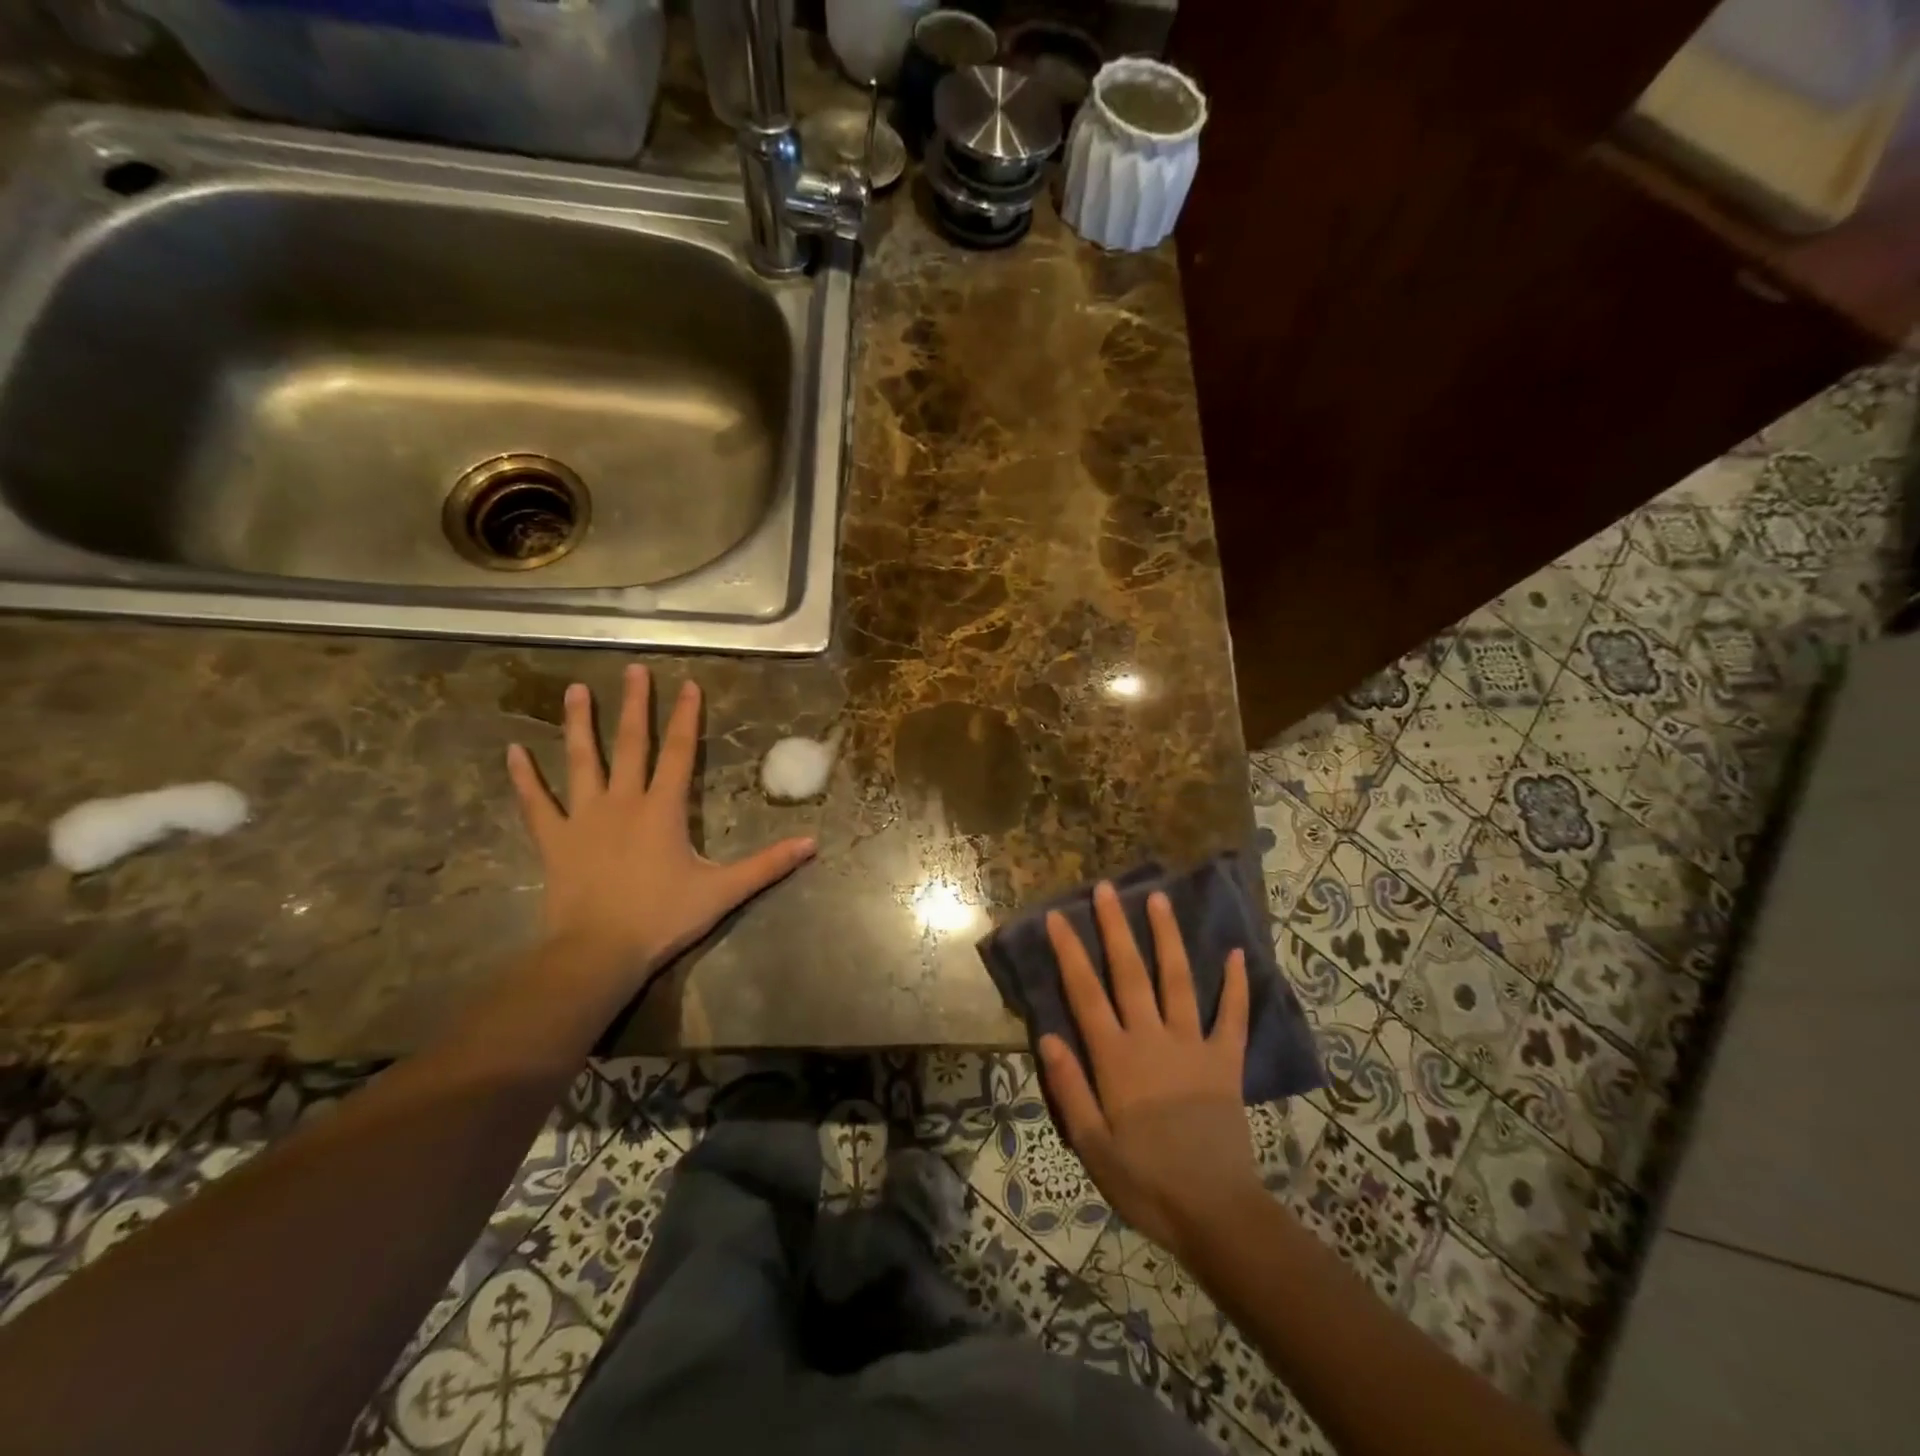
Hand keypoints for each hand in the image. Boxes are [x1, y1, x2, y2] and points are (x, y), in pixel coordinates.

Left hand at [507, 664, 815, 990]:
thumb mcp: (723, 891)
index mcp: (663, 809)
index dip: (686, 717)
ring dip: (578, 725)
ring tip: (575, 690)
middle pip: (630, 744)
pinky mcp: (555, 840)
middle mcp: (623, 802)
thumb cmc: (662, 918)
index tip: (688, 684)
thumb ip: (767, 864)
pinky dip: (524, 778)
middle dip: (634, 705)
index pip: (680, 752)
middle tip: (633, 670)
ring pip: (581, 762)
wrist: (598, 952)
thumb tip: (812, 843)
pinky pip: (536, 803)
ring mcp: (584, 818)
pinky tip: (513, 751)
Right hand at [1040, 883, 1262, 1258]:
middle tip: (1107, 889)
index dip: (1069, 953)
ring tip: (1159, 899)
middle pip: (1130, 973)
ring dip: (1167, 938)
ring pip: (1177, 980)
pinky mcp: (1226, 1062)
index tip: (1057, 917)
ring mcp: (1193, 1046)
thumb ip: (1069, 1088)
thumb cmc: (1145, 1182)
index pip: (1085, 994)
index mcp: (1116, 1058)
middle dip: (1116, 928)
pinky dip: (1236, 985)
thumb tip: (1046, 1035)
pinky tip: (1237, 954)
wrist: (1215, 1213)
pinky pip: (1233, 1017)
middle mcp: (1152, 1039)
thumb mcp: (1092, 1146)